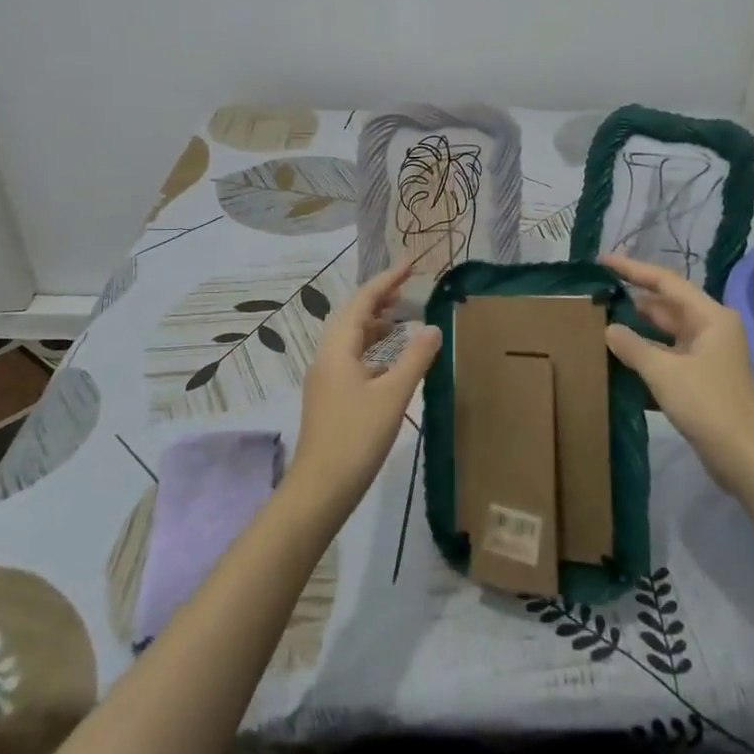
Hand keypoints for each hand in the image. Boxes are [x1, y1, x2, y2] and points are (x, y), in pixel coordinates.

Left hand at [290, 260, 442, 510]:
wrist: (320, 488)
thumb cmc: (357, 437)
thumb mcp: (393, 395)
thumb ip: (415, 359)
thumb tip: (433, 327)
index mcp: (337, 350)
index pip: (362, 302)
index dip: (386, 281)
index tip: (409, 265)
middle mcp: (326, 358)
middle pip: (351, 316)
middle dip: (378, 298)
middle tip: (407, 287)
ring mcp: (325, 379)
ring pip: (350, 339)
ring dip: (374, 323)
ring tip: (401, 318)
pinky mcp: (329, 398)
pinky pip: (351, 358)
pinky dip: (371, 349)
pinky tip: (390, 362)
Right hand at [602, 253, 753, 494]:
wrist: (748, 460)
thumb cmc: (710, 406)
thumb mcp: (665, 373)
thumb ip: (633, 347)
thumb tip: (609, 329)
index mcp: (710, 317)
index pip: (666, 282)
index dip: (633, 269)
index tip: (603, 261)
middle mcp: (711, 330)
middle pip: (665, 307)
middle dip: (632, 302)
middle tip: (595, 298)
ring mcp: (707, 356)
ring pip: (665, 335)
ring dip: (636, 332)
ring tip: (599, 326)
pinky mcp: (701, 381)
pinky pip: (667, 358)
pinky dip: (645, 357)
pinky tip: (617, 361)